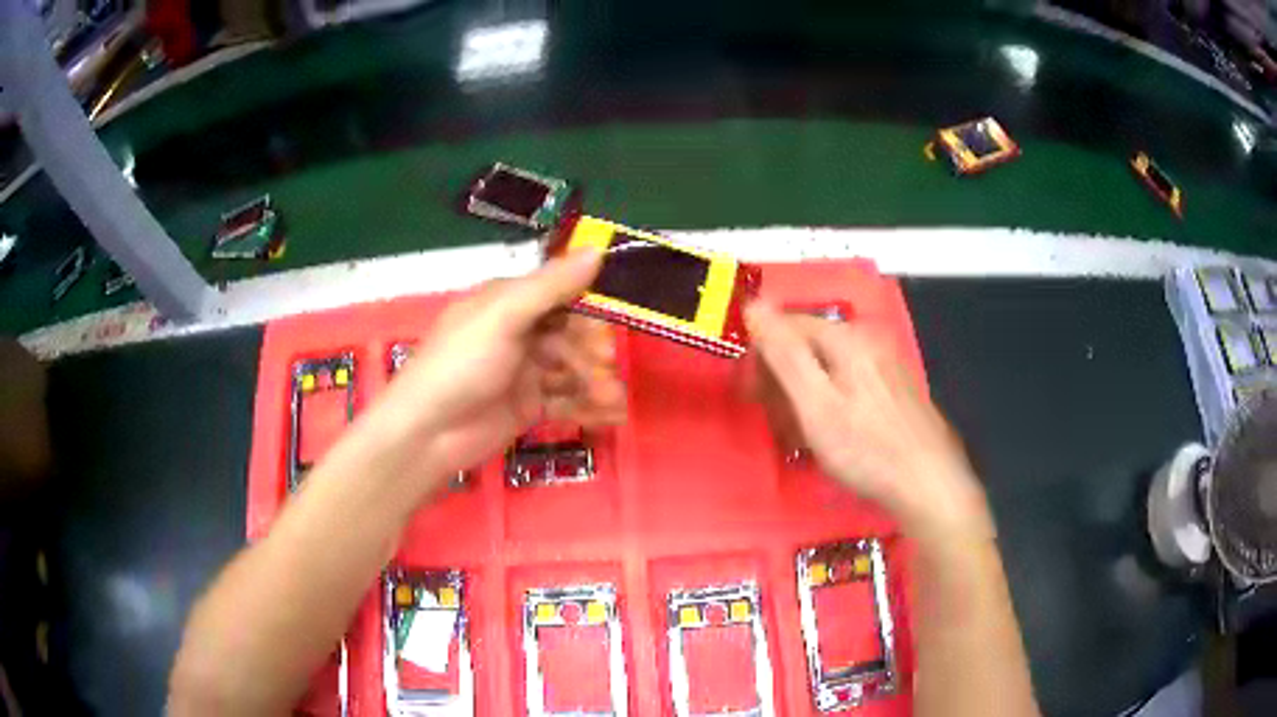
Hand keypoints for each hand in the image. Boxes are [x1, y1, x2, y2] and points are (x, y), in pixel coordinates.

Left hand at [373, 248, 625, 488]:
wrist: (427, 433)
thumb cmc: (461, 364)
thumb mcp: (504, 316)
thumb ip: (551, 286)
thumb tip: (597, 249)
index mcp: (509, 301)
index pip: (561, 293)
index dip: (590, 306)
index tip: (615, 320)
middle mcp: (519, 331)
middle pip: (571, 334)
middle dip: (593, 351)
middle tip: (606, 369)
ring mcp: (524, 371)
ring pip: (572, 369)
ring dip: (596, 382)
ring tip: (615, 400)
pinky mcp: (528, 406)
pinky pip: (566, 400)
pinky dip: (589, 407)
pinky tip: (611, 416)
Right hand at [746, 301, 992, 543]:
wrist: (928, 484)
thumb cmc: (866, 449)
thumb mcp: (816, 404)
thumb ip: (784, 353)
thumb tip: (754, 304)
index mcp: (847, 338)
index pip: (786, 325)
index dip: (760, 356)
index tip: (749, 394)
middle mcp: (868, 341)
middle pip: (808, 345)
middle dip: (783, 378)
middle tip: (776, 421)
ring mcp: (884, 364)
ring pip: (827, 367)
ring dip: (803, 394)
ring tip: (800, 435)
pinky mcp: (894, 388)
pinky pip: (848, 383)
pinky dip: (829, 403)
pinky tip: (830, 434)